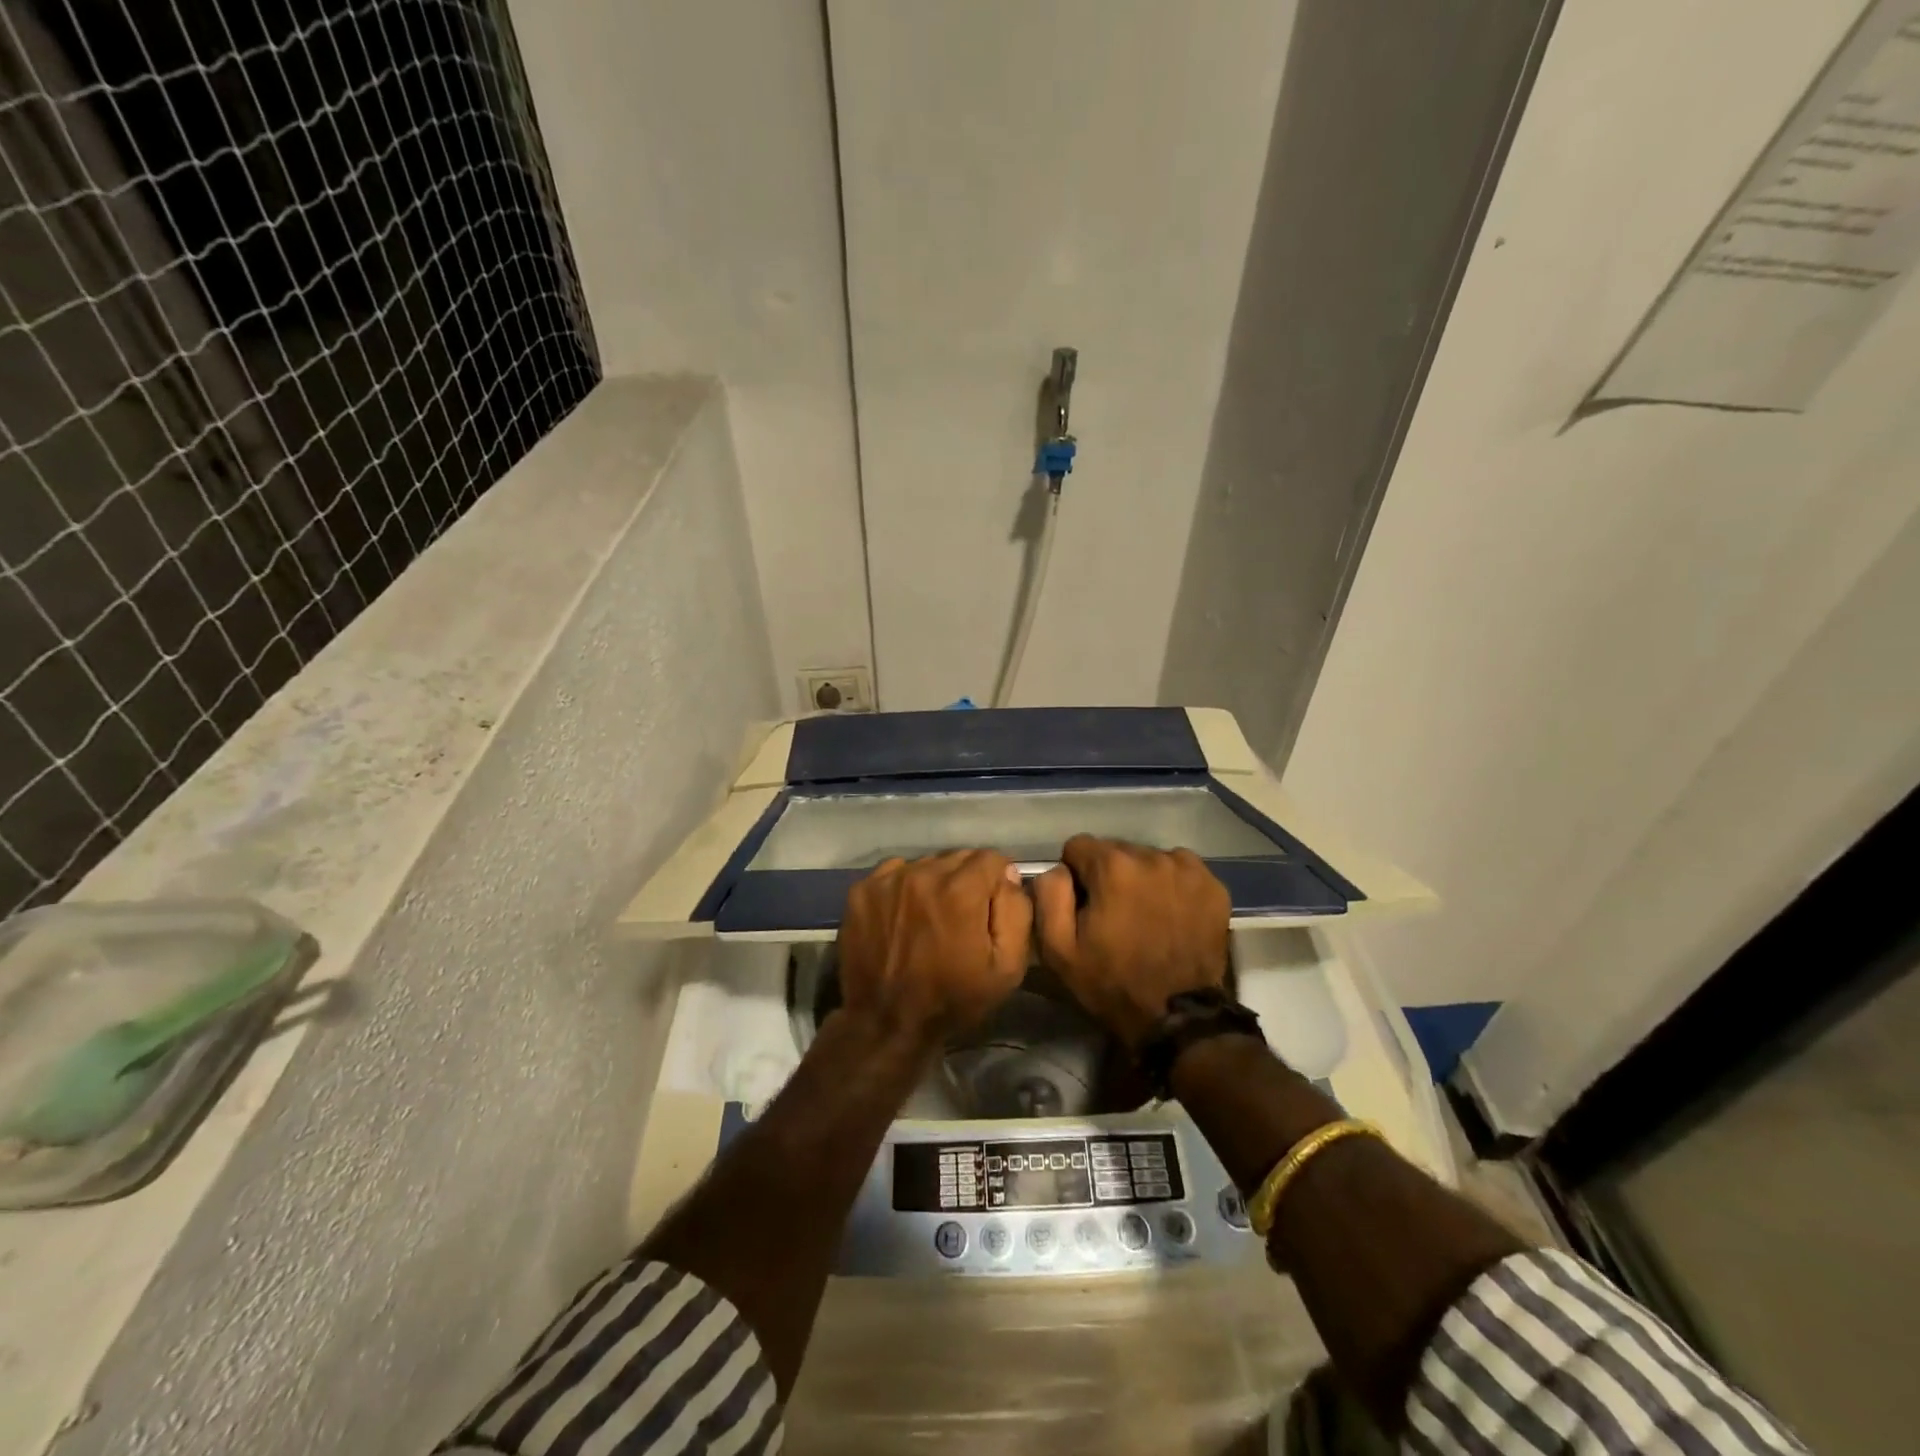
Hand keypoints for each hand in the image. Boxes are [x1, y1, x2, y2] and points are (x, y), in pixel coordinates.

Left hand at [837, 849, 1032, 1047]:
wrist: (887, 1023)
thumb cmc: (953, 998)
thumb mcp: (1007, 966)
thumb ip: (1016, 911)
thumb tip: (1008, 876)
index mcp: (961, 889)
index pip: (992, 858)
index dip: (998, 881)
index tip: (992, 906)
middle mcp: (923, 873)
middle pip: (959, 858)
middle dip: (968, 880)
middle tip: (963, 916)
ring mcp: (888, 879)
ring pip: (927, 864)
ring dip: (936, 882)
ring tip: (932, 917)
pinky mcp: (863, 890)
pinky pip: (896, 872)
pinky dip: (905, 887)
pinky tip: (905, 915)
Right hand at [1032, 835, 1229, 1049]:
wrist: (1178, 1018)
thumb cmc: (1111, 983)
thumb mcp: (1058, 948)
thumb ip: (1049, 895)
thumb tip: (1058, 869)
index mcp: (1112, 866)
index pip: (1078, 846)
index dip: (1075, 876)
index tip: (1083, 906)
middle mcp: (1152, 856)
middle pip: (1116, 850)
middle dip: (1109, 875)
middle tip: (1113, 914)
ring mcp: (1187, 870)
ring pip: (1149, 859)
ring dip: (1141, 879)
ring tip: (1144, 916)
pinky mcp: (1213, 886)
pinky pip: (1180, 871)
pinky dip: (1172, 886)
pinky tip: (1170, 915)